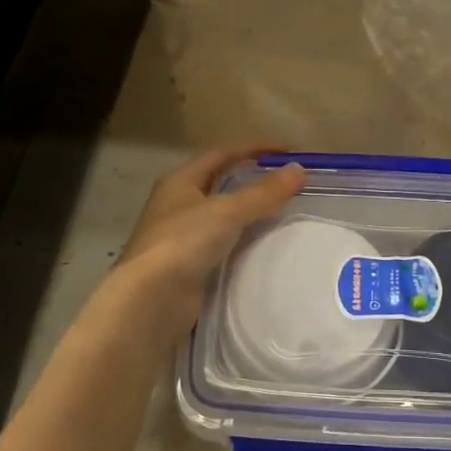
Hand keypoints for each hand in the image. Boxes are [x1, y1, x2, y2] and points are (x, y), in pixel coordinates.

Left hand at [96, 148, 304, 344]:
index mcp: (180, 182)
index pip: (221, 154)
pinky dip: (244, 243)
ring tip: (285, 214)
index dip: (254, 149)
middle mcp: (177, 205)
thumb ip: (263, 192)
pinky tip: (266, 247)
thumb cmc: (183, 242)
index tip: (289, 152)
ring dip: (250, 214)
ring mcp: (181, 238)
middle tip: (290, 184)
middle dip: (254, 182)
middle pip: (221, 185)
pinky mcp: (190, 267)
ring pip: (223, 218)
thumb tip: (298, 169)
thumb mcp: (227, 211)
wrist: (151, 300)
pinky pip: (223, 247)